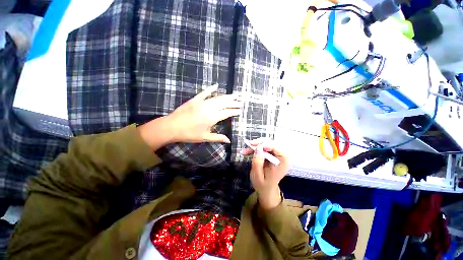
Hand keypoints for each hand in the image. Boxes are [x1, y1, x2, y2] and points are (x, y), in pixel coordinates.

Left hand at [166, 84, 241, 142]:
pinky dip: (210, 89)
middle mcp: (209, 108)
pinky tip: (216, 85)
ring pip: (217, 98)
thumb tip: (229, 140)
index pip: (227, 113)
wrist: (171, 127)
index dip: (234, 111)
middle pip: (224, 104)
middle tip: (241, 101)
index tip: (240, 110)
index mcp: (212, 118)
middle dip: (234, 102)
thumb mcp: (204, 137)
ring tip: (234, 95)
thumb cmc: (189, 134)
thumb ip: (218, 138)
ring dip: (226, 96)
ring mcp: (202, 102)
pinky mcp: (195, 99)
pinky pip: (204, 92)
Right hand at [241, 139, 289, 209]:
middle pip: (272, 143)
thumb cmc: (263, 185)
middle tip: (249, 144)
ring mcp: (276, 154)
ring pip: (266, 143)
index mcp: (283, 162)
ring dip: (255, 145)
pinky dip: (254, 148)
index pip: (277, 148)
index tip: (255, 145)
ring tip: (244, 150)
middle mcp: (282, 156)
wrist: (266, 189)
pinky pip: (263, 147)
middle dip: (259, 143)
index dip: (267, 144)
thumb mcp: (258, 176)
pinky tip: (246, 152)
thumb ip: (258, 162)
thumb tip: (258, 147)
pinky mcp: (271, 153)